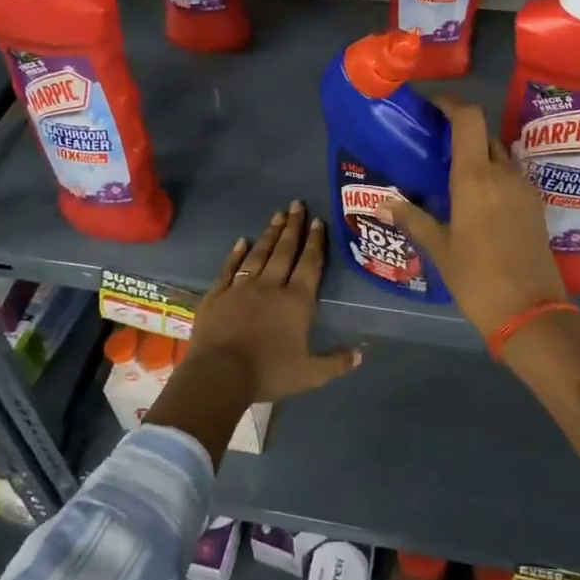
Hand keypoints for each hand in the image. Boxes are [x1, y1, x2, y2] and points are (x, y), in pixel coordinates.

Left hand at [186, 200, 359, 401]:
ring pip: (259, 254)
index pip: (309, 264)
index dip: (315, 242)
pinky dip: (236, 254)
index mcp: (296, 302)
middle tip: (297, 204)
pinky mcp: (217, 295)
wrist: (218, 375)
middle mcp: (270, 287)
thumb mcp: (310, 375)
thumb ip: (336, 362)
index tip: (318, 221)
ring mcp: (241, 288)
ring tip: (277, 215)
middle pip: (284, 251)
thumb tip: (361, 354)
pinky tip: (241, 241)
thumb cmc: (268, 373)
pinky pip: (229, 268)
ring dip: (269, 234)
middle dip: (293, 227)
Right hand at [380, 95, 567, 335]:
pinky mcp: (535, 205)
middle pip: (484, 134)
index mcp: (476, 177)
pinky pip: (511, 176)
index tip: (431, 106)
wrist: (530, 311)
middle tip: (436, 146)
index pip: (468, 118)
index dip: (450, 103)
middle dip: (461, 132)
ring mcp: (524, 188)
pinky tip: (477, 199)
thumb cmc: (477, 278)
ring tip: (454, 174)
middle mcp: (503, 173)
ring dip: (479, 155)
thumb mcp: (440, 248)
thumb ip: (413, 218)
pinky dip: (494, 175)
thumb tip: (382, 203)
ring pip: (500, 155)